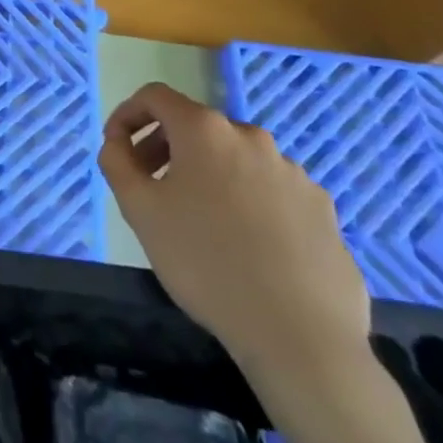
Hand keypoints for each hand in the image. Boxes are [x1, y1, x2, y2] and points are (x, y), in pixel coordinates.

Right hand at [100, 84, 431, 442]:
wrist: (306, 343)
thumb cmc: (209, 271)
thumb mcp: (142, 214)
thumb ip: (119, 163)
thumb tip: (119, 142)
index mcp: (207, 132)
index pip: (152, 98)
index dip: (126, 118)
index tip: (117, 151)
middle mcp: (254, 139)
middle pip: (195, 130)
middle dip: (164, 152)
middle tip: (150, 195)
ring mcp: (295, 175)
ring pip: (234, 162)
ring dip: (207, 180)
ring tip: (198, 232)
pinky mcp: (325, 212)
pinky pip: (270, 192)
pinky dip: (246, 205)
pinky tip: (245, 254)